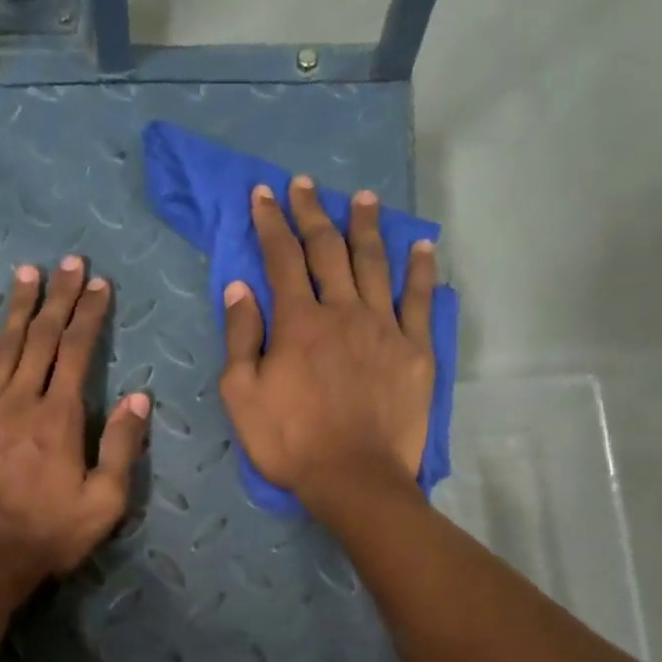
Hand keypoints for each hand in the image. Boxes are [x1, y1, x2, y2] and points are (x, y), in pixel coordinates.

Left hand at [0, 257, 150, 650]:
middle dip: (59, 298)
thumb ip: (121, 447)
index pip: (78, 352)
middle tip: (69, 262)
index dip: (90, 314)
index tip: (100, 284)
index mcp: (60, 417)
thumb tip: (138, 398)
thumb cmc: (49, 536)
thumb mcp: (104, 502)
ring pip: (3, 347)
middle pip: (42, 338)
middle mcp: (21, 401)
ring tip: (28, 272)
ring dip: (17, 308)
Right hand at [218, 176, 437, 511]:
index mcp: (298, 322)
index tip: (264, 194)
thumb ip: (241, 338)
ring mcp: (384, 328)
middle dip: (313, 213)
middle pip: (327, 251)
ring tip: (362, 198)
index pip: (282, 259)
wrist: (353, 477)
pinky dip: (421, 269)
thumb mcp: (242, 395)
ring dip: (366, 227)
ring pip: (375, 264)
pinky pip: (420, 299)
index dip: (271, 223)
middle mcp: (343, 311)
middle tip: (305, 184)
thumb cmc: (289, 441)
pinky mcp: (416, 350)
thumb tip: (240, 288)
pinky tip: (421, 245)